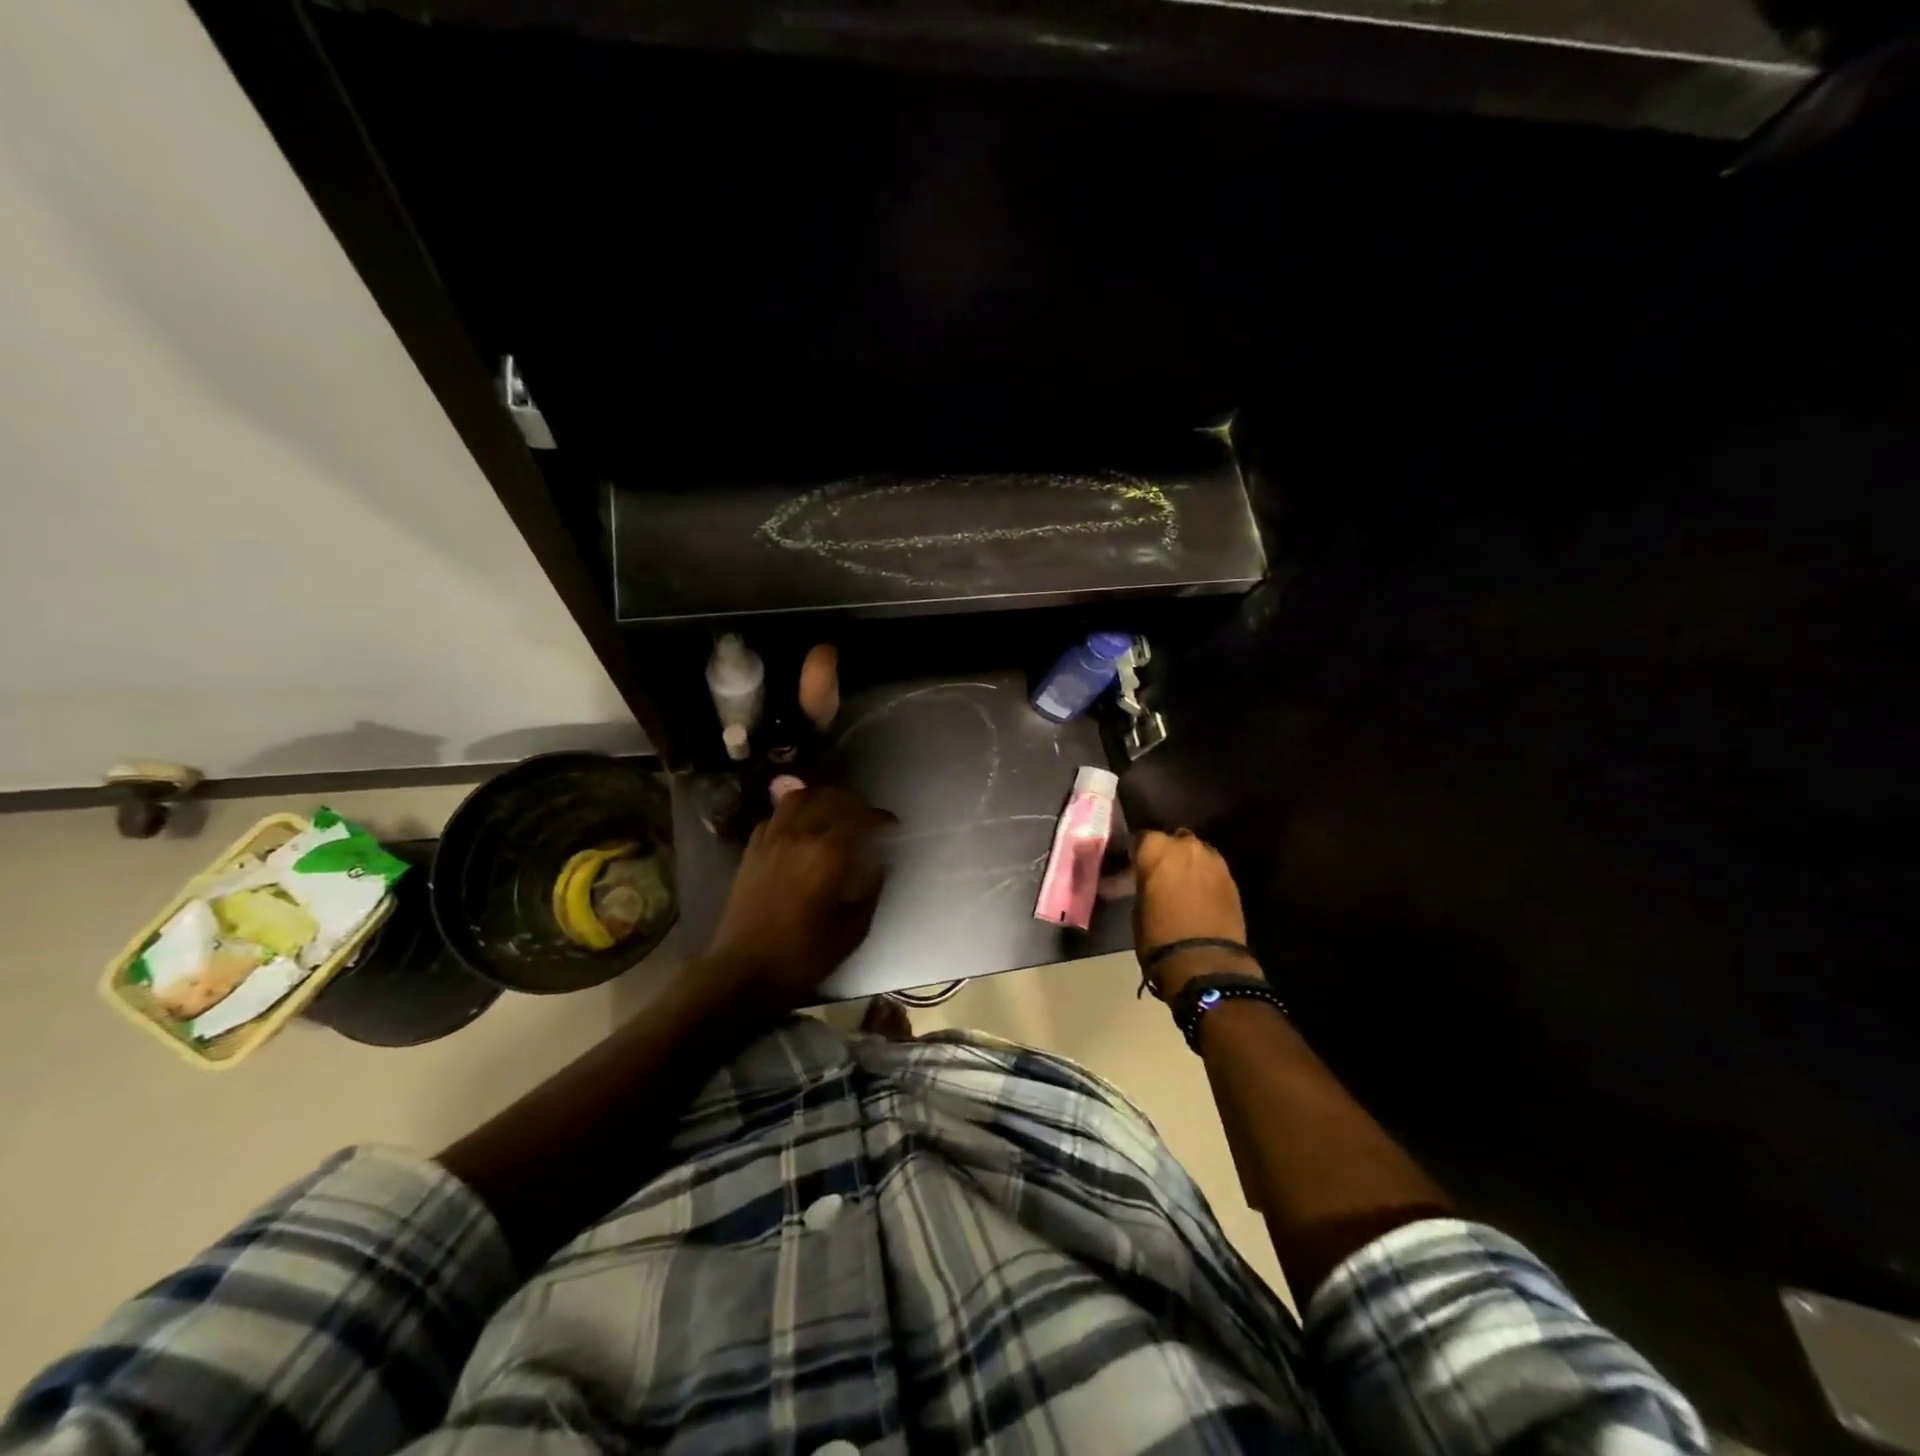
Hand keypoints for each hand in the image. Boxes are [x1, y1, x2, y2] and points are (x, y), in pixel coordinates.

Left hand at [701, 785, 895, 1013]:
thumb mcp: (851, 931)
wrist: (742, 972)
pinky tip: (800, 829)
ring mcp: (771, 840)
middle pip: (830, 798)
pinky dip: (792, 814)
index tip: (891, 826)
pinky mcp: (751, 850)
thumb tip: (878, 865)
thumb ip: (869, 890)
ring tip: (834, 813)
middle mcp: (798, 837)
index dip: (879, 818)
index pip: (859, 818)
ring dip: (821, 798)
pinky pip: (774, 816)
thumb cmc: (801, 957)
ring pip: (798, 797)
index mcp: (827, 856)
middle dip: (854, 803)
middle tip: (867, 819)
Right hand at [1133, 829, 1248, 997]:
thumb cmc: (1159, 935)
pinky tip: (1199, 896)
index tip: (1134, 866)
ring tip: (1182, 885)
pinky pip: (1213, 871)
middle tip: (1159, 874)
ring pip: (1197, 853)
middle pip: (1174, 840)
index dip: (1138, 853)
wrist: (1204, 961)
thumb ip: (1144, 884)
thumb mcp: (1138, 907)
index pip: (1142, 838)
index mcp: (1157, 849)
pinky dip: (1205, 879)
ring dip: (1189, 864)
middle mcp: (1187, 846)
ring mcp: (1214, 861)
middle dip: (1168, 854)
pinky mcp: (1233, 880)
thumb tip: (1145, 883)